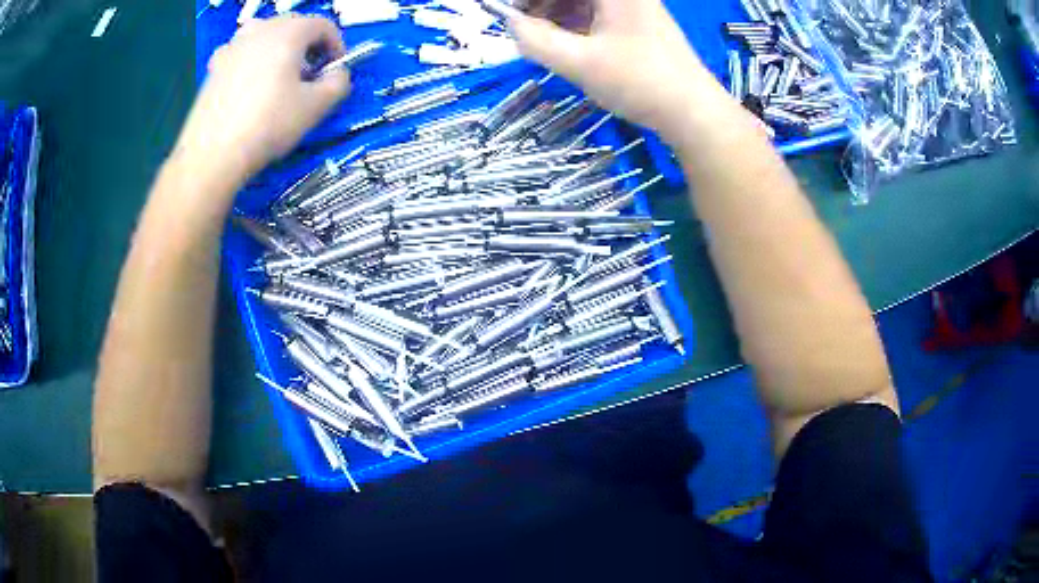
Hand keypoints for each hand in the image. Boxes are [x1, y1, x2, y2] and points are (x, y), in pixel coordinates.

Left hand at [175, 15, 350, 181]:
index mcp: (289, 32)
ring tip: (279, 79)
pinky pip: (242, 53)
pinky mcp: (214, 66)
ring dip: (280, 50)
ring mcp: (233, 46)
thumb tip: (338, 73)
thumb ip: (339, 83)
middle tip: (310, 75)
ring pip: (266, 37)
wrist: (212, 154)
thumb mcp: (316, 106)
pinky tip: (251, 86)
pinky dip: (253, 61)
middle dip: (307, 46)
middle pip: (293, 26)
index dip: (336, 45)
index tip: (335, 69)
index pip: (323, 25)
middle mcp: (260, 29)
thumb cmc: (268, 125)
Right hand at [509, 0, 729, 138]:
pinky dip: (574, 24)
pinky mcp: (636, 24)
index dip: (530, 1)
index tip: (509, 14)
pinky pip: (595, 13)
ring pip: (581, 1)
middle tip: (521, 27)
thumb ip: (535, 40)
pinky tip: (564, 42)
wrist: (693, 112)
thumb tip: (510, 25)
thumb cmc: (640, 82)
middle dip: (541, 5)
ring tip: (540, 38)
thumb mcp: (580, 63)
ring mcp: (632, 7)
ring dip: (555, 14)